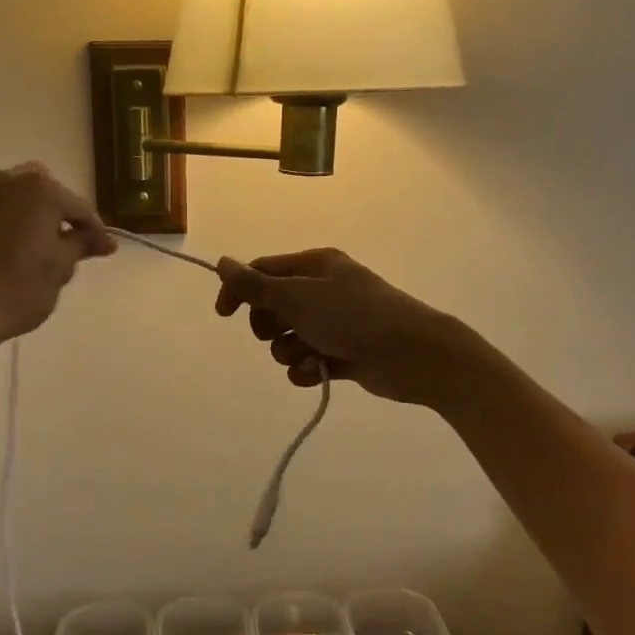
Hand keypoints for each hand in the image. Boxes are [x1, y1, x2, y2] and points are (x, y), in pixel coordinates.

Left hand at [0, 163, 114, 344]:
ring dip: (18, 214)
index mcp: (39, 191)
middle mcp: (3, 182)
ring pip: (3, 197)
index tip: (103, 251)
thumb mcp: (61, 269)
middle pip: (39, 189)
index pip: (78, 207)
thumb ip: (82, 244)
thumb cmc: (18, 290)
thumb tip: (102, 240)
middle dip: (53, 210)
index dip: (94, 230)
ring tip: (23, 245)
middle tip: (61, 241)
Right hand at [214, 249, 471, 406]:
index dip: (241, 290)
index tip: (224, 315)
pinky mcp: (344, 354)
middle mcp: (324, 290)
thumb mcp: (298, 297)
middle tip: (278, 332)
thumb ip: (255, 285)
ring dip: (290, 351)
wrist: (412, 354)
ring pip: (289, 338)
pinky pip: (307, 361)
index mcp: (315, 266)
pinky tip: (317, 372)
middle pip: (274, 307)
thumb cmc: (353, 317)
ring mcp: (335, 323)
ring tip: (309, 355)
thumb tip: (221, 262)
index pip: (263, 271)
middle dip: (269, 325)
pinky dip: (306, 369)